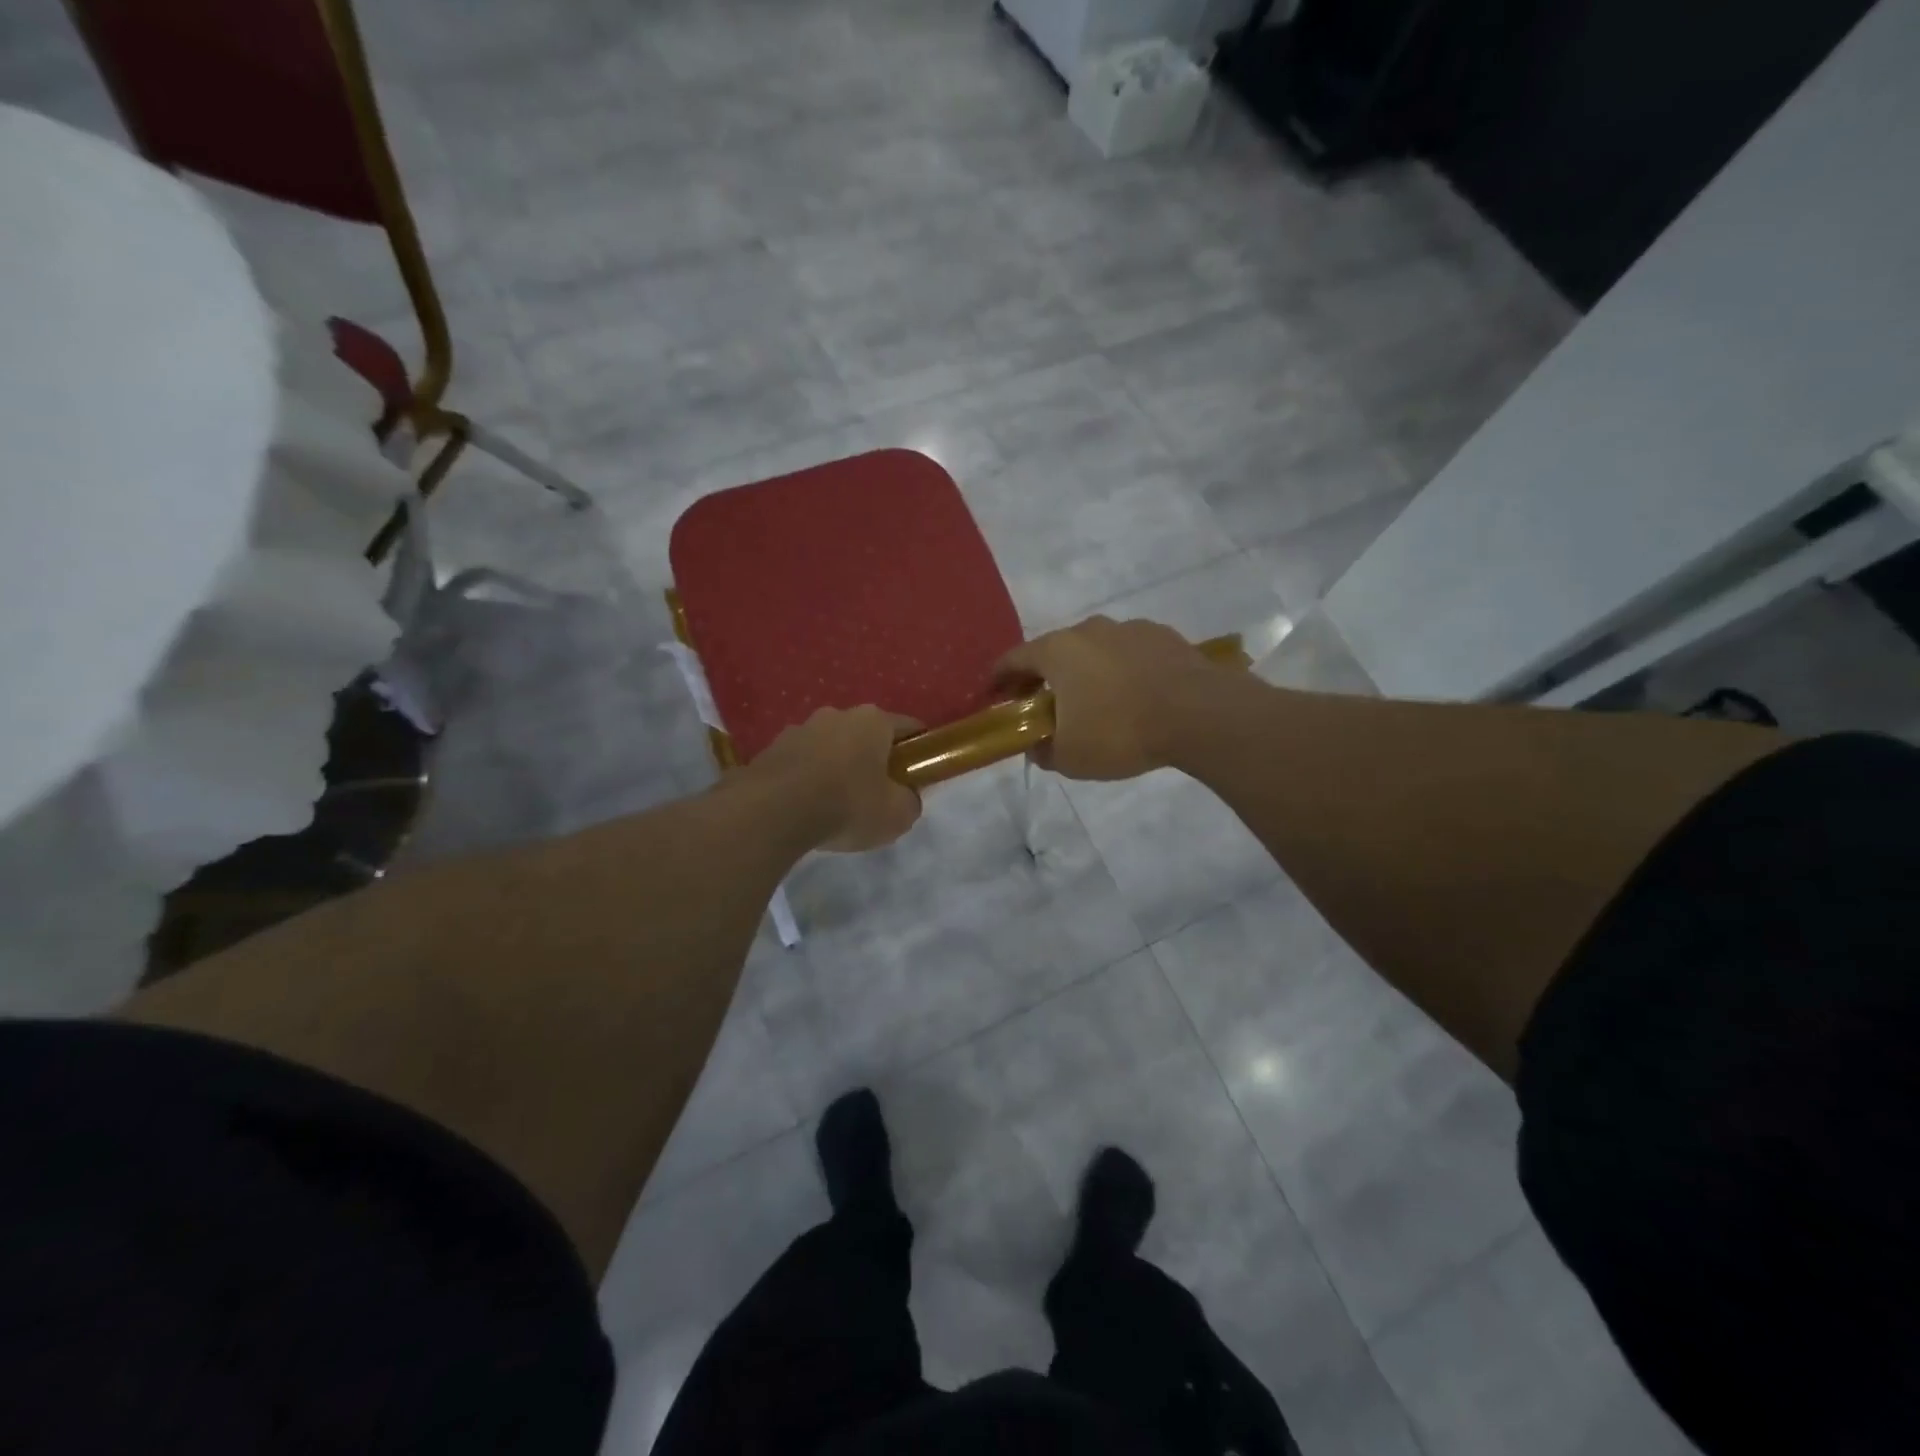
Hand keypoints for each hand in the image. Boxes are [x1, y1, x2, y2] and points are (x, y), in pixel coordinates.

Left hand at [748, 706, 923, 851]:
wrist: (772, 812)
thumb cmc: (847, 804)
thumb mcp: (897, 815)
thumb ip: (910, 802)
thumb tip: (905, 798)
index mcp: (873, 720)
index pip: (909, 728)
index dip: (918, 752)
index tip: (918, 775)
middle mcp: (837, 714)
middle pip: (866, 736)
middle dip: (873, 760)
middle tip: (876, 795)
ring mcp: (799, 729)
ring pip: (830, 747)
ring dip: (836, 768)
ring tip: (835, 805)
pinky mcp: (770, 749)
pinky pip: (800, 763)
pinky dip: (807, 780)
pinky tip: (806, 807)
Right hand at [995, 616, 1217, 780]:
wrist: (1200, 714)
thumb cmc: (1121, 731)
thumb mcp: (1069, 757)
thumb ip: (1043, 750)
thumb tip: (1037, 746)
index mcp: (1057, 651)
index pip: (1014, 658)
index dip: (1000, 677)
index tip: (995, 693)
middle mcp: (1089, 629)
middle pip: (1054, 650)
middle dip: (1045, 676)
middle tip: (1045, 703)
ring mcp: (1129, 628)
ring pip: (1095, 649)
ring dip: (1087, 671)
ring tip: (1096, 701)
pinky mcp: (1164, 636)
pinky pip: (1130, 653)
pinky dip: (1122, 670)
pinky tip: (1134, 695)